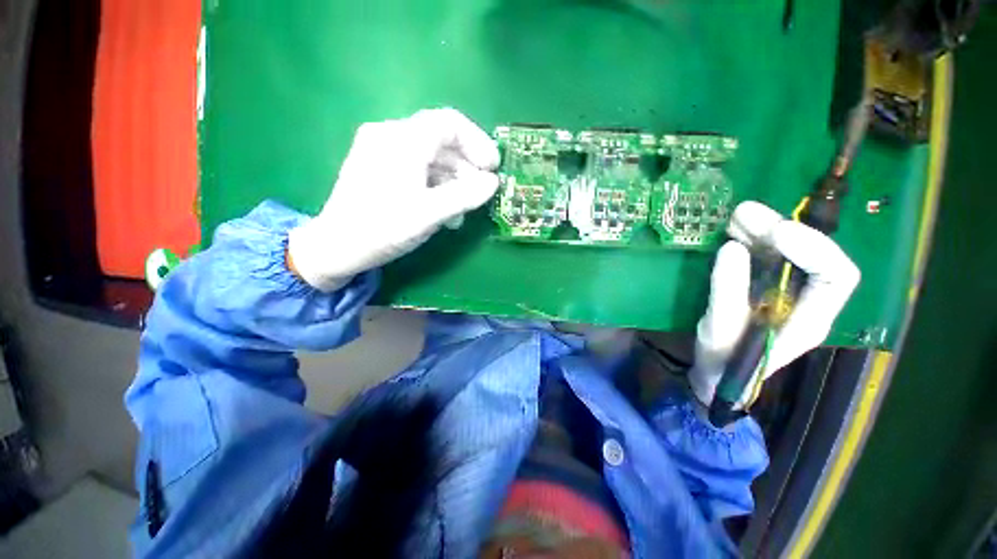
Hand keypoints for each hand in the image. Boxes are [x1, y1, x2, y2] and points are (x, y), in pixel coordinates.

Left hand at [288, 108, 500, 290]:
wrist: (336, 248)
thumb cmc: (382, 229)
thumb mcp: (429, 214)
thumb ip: (465, 196)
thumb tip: (492, 183)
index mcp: (402, 140)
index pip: (449, 123)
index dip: (477, 143)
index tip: (492, 168)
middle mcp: (390, 135)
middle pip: (441, 140)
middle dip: (467, 167)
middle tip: (481, 194)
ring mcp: (382, 150)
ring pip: (430, 157)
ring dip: (453, 181)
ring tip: (462, 212)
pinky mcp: (379, 167)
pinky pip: (417, 168)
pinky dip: (435, 185)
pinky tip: (443, 210)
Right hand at [689, 201, 860, 408]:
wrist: (716, 373)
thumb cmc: (724, 361)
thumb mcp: (721, 329)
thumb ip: (728, 291)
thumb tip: (731, 248)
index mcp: (810, 318)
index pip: (837, 276)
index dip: (815, 249)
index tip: (777, 234)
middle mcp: (806, 299)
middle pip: (811, 254)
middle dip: (780, 229)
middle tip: (744, 213)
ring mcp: (784, 289)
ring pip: (787, 250)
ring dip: (763, 228)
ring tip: (735, 216)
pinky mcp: (762, 284)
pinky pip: (765, 254)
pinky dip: (749, 238)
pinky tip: (732, 230)